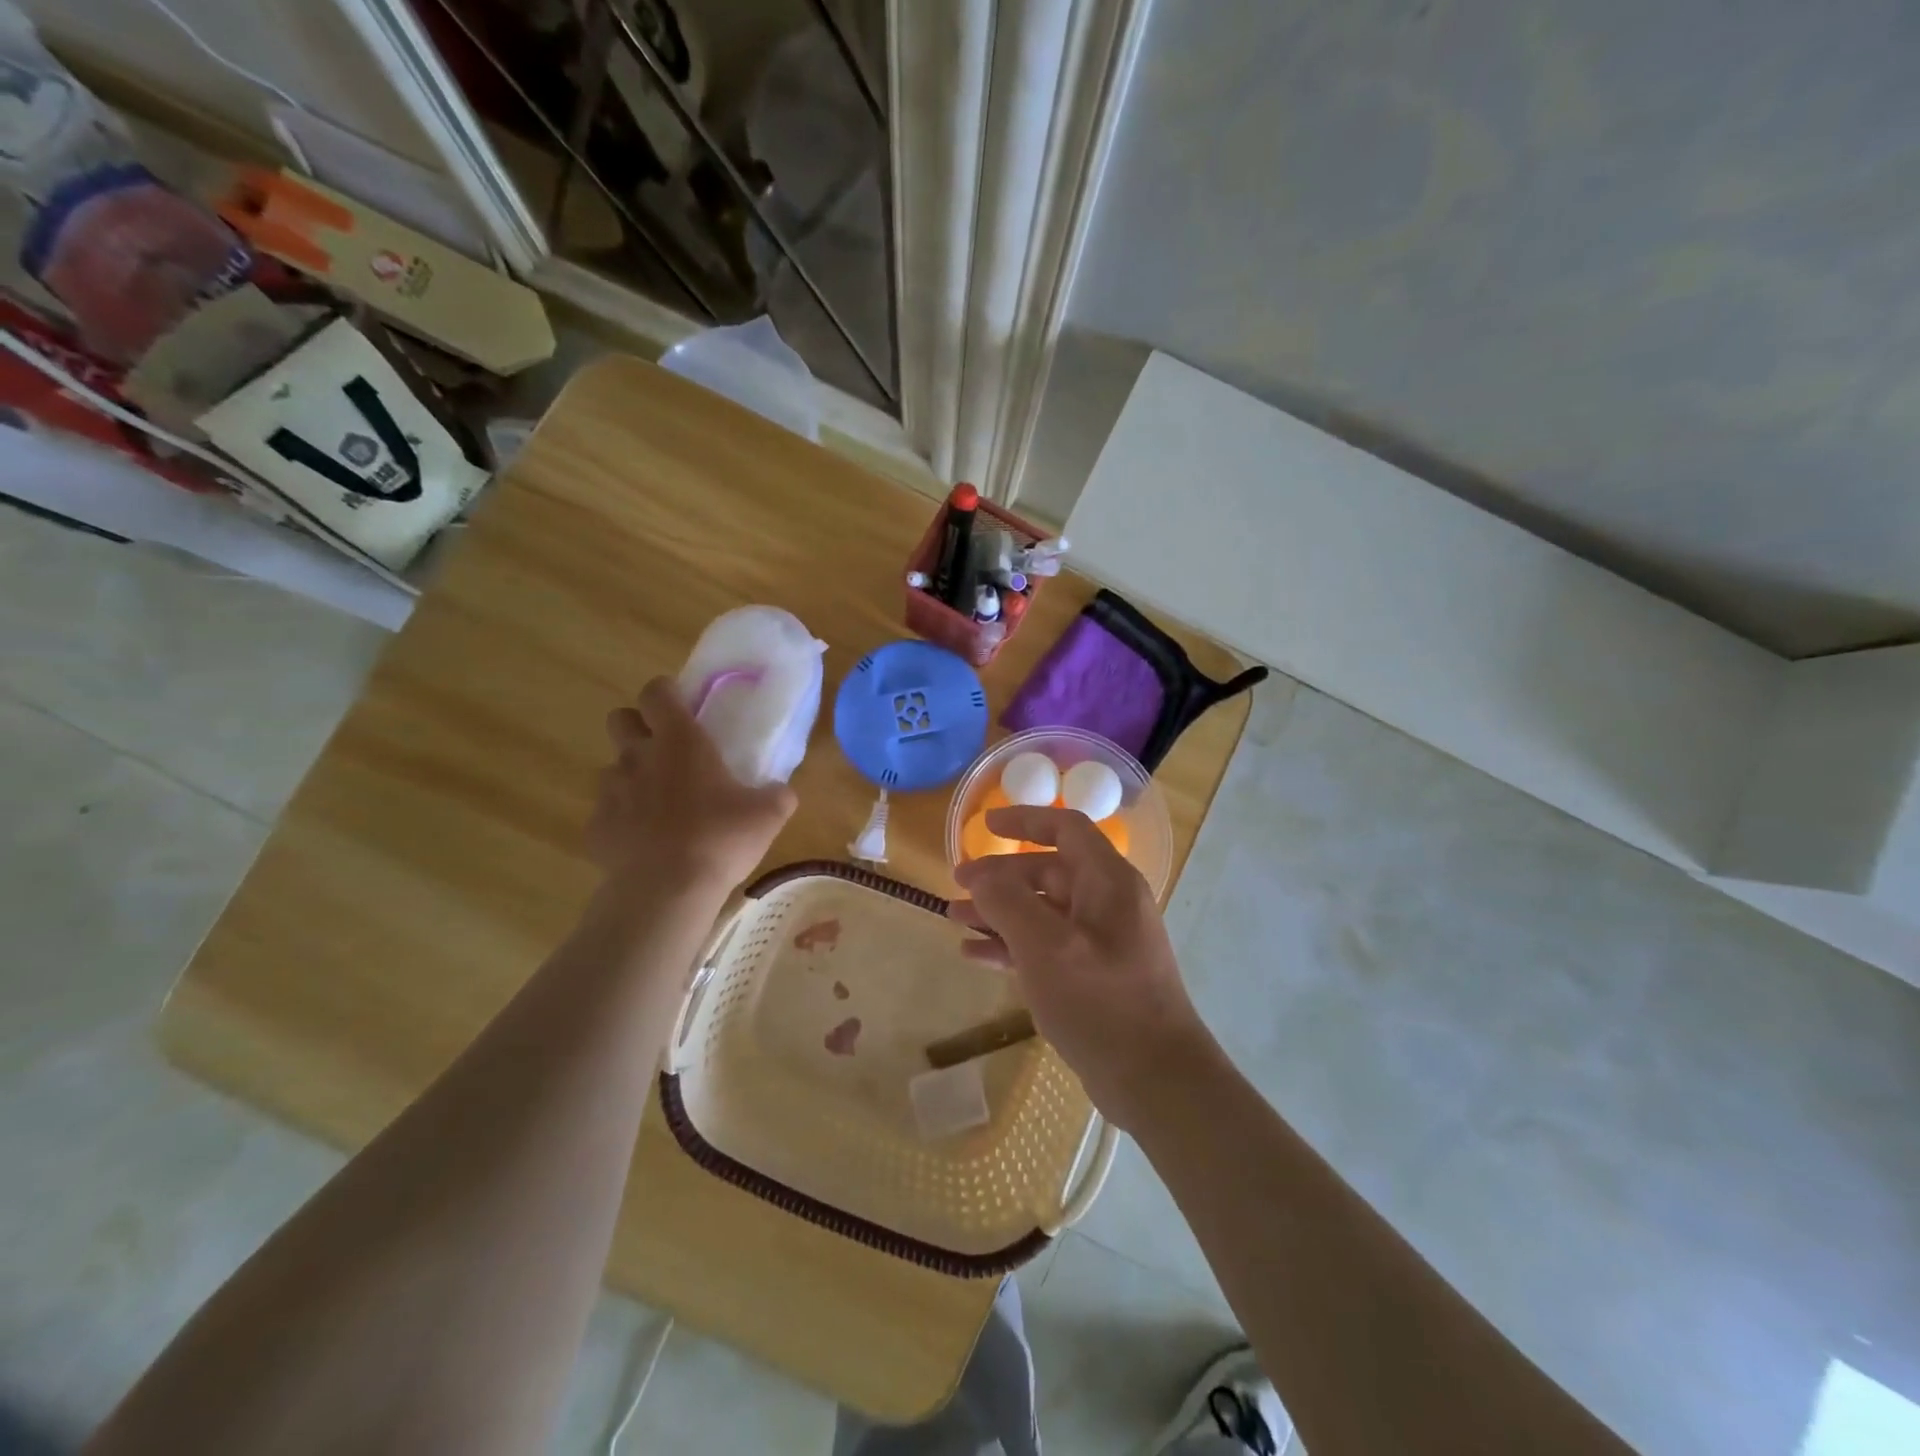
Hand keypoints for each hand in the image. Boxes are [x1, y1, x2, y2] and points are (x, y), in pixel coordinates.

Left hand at [587, 678, 796, 891]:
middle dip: (638, 725)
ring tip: (661, 804)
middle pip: (620, 719)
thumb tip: (780, 791)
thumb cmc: (719, 839)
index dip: (666, 692)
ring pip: (613, 768)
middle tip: (667, 750)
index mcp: (680, 741)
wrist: (665, 891)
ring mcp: (611, 792)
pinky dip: (624, 820)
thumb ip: (777, 794)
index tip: (684, 706)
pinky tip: (646, 842)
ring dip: (633, 776)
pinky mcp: (596, 827)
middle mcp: (638, 756)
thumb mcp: (768, 815)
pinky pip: (608, 812)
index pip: (657, 691)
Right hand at [951, 806, 1214, 1129]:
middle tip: (956, 886)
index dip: (1025, 820)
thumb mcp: (1045, 945)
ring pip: (1043, 911)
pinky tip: (975, 956)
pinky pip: (1046, 946)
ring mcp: (1102, 942)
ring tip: (954, 920)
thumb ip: (1006, 901)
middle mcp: (1108, 903)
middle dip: (1001, 877)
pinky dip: (1012, 946)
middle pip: (1049, 872)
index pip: (1066, 829)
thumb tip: (978, 874)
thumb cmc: (1100, 1000)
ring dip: (999, 913)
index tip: (986, 824)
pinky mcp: (1093, 976)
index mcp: (1107, 881)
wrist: (1154, 1079)